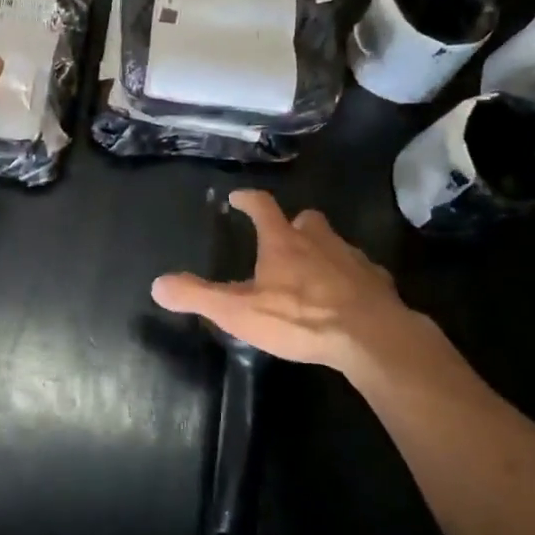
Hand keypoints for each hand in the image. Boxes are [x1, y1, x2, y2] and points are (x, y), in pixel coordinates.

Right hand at [151, 190, 439, 379]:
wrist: (370, 336)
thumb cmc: (300, 318)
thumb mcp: (238, 312)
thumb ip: (198, 296)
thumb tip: (157, 284)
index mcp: (283, 241)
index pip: (262, 206)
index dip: (248, 199)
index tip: (237, 197)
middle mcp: (318, 240)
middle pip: (305, 219)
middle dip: (293, 224)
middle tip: (283, 238)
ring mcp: (352, 258)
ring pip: (334, 242)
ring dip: (322, 249)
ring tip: (312, 270)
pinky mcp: (377, 281)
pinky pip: (362, 271)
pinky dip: (351, 277)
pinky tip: (346, 297)